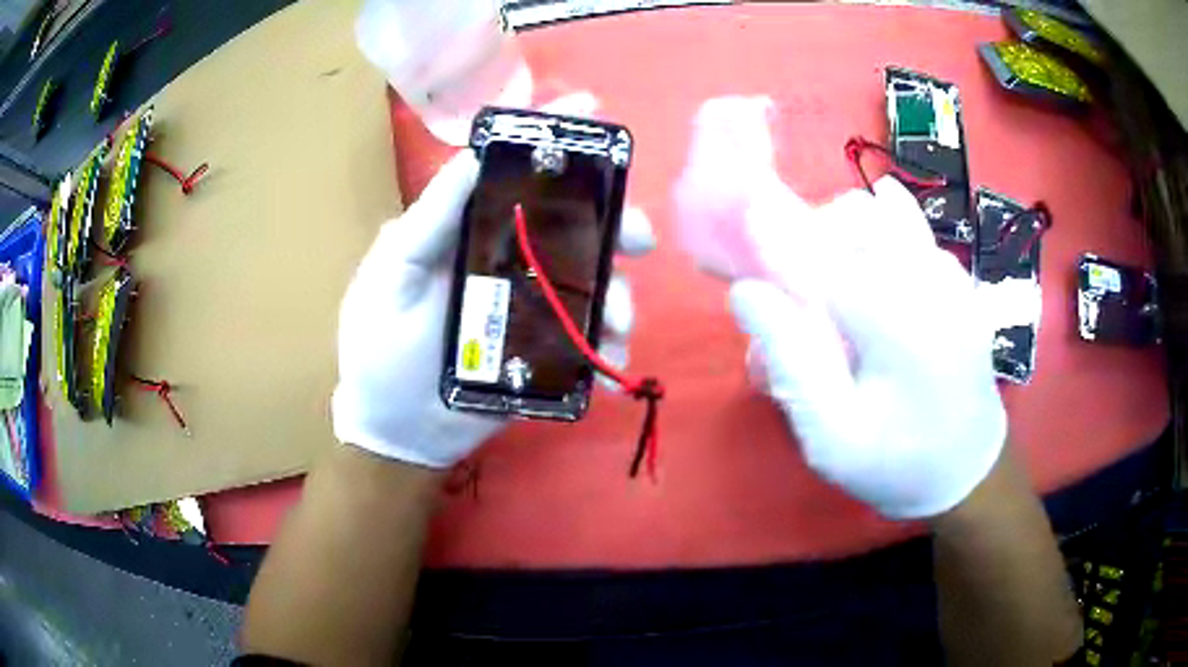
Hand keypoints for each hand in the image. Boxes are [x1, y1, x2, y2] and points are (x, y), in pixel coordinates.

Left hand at [332, 97, 654, 468]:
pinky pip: (588, 339)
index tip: (591, 107)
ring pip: (591, 281)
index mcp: (468, 232)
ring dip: (619, 295)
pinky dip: (607, 350)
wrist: (400, 430)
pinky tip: (610, 370)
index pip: (511, 172)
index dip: (549, 136)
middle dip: (613, 222)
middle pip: (570, 225)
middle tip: (639, 239)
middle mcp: (506, 259)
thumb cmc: (381, 350)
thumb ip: (425, 224)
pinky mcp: (546, 350)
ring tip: (619, 325)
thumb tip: (470, 157)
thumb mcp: (389, 280)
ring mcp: (530, 305)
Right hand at [728, 176, 1006, 518]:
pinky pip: (911, 229)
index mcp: (897, 321)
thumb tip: (746, 292)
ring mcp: (949, 276)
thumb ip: (791, 362)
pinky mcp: (958, 281)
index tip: (744, 221)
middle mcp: (928, 281)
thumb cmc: (896, 464)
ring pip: (884, 214)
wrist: (968, 471)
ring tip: (830, 280)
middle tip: (793, 287)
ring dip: (845, 231)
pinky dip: (878, 231)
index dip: (775, 233)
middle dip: (812, 235)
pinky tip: (867, 269)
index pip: (821, 252)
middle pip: (855, 218)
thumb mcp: (831, 437)